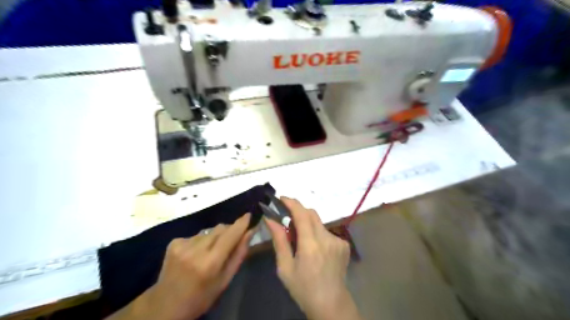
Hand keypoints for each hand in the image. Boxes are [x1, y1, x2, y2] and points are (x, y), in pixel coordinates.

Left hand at [109, 212, 253, 319]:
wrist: (165, 305)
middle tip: (231, 242)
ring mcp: (182, 245)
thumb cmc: (201, 297)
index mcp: (210, 263)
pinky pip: (196, 235)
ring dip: (214, 238)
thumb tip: (250, 232)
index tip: (249, 215)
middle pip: (219, 229)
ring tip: (209, 253)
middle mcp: (195, 250)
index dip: (240, 224)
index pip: (230, 235)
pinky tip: (195, 254)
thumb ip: (239, 254)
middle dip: (228, 231)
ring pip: (208, 231)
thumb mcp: (225, 281)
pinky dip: (201, 241)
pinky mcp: (173, 242)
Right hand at [267, 197, 362, 318]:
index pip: (301, 214)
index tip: (281, 198)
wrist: (331, 304)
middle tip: (287, 220)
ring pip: (319, 223)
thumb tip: (270, 219)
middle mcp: (327, 238)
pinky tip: (315, 249)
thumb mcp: (285, 267)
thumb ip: (279, 240)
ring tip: (301, 241)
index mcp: (310, 245)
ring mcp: (338, 241)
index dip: (291, 202)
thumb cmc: (303, 288)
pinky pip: (327, 232)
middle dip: (298, 211)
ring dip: (308, 225)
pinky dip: (317, 234)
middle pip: (312, 213)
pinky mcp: (344, 244)